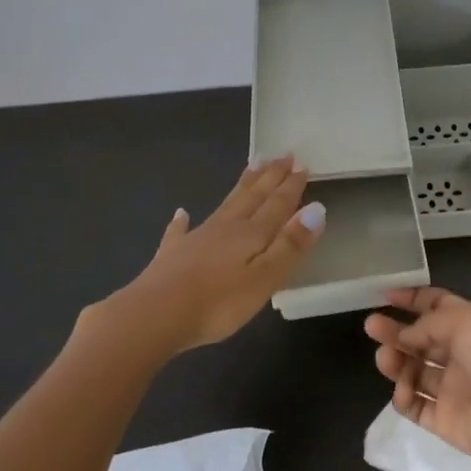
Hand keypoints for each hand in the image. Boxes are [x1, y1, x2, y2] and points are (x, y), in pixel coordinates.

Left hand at [98, 157, 324, 353]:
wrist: (153, 316)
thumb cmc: (217, 303)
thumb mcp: (264, 278)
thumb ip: (290, 245)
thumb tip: (316, 209)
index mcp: (251, 235)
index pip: (277, 205)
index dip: (291, 186)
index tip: (302, 163)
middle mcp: (225, 228)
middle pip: (252, 197)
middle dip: (270, 177)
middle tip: (282, 155)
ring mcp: (196, 239)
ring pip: (225, 206)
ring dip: (241, 187)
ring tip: (252, 166)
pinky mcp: (171, 256)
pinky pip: (179, 232)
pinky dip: (182, 222)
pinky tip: (181, 213)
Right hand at [364, 287, 470, 470]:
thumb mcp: (465, 321)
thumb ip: (428, 323)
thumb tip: (406, 334)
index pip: (438, 307)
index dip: (413, 300)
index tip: (385, 296)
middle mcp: (461, 355)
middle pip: (421, 339)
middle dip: (396, 331)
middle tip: (371, 326)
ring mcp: (452, 389)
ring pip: (414, 371)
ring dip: (396, 362)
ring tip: (385, 360)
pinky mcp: (444, 420)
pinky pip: (415, 406)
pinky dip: (404, 396)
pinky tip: (403, 391)